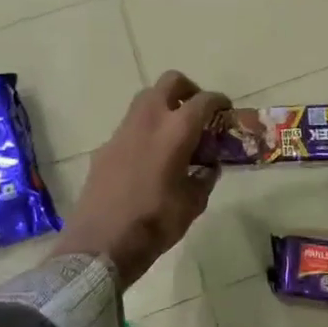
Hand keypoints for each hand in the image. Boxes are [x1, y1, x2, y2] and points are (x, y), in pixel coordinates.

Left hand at [57, 72, 228, 287]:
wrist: (101, 243)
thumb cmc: (155, 222)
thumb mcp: (194, 203)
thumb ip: (205, 177)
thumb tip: (208, 166)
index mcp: (176, 131)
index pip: (203, 100)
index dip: (218, 102)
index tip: (226, 110)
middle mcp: (148, 121)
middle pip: (169, 83)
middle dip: (188, 90)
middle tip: (197, 112)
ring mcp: (122, 132)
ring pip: (146, 100)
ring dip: (164, 107)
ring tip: (175, 135)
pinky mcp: (105, 148)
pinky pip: (130, 127)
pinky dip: (145, 131)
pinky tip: (150, 160)